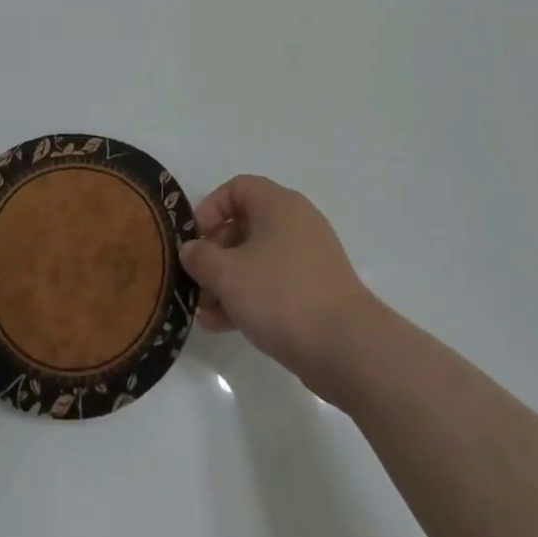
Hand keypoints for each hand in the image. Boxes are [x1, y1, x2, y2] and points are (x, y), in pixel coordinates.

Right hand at [180, 175, 376, 395]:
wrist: (347, 348)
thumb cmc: (281, 295)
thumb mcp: (227, 274)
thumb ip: (200, 258)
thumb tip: (191, 250)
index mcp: (278, 204)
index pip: (237, 188)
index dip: (210, 209)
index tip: (195, 241)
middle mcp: (295, 222)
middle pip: (245, 226)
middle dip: (215, 254)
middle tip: (196, 281)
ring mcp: (308, 258)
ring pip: (257, 259)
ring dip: (227, 282)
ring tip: (204, 313)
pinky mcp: (315, 291)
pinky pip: (273, 283)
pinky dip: (249, 297)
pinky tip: (224, 326)